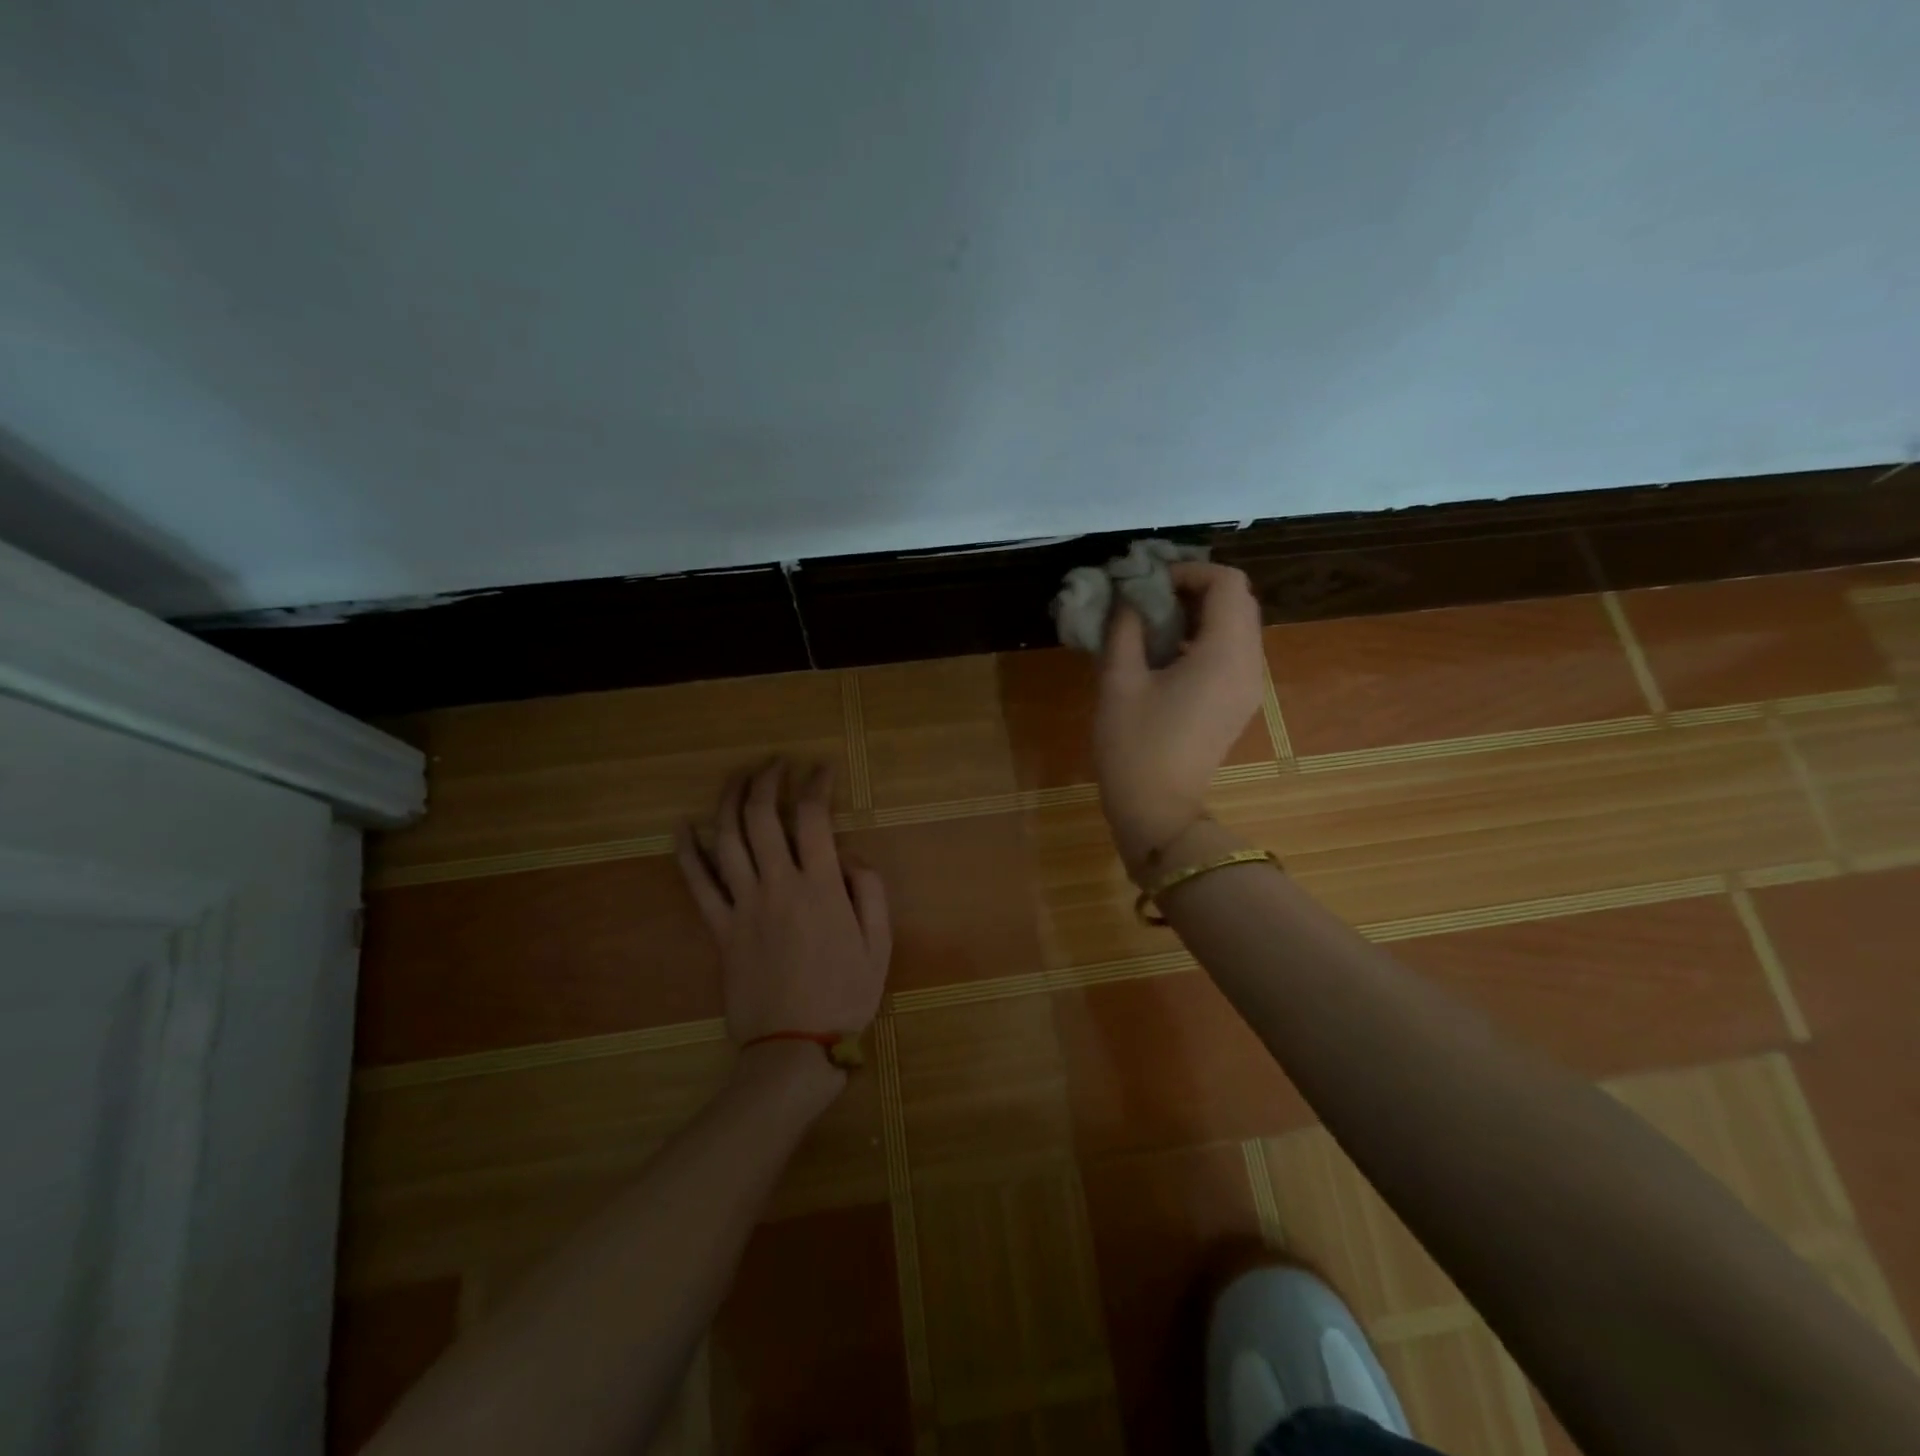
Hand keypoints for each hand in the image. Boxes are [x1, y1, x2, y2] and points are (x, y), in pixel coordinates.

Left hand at [675, 760, 892, 1057]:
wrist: (794, 1048)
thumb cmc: (845, 996)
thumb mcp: (880, 944)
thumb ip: (869, 891)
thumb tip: (849, 855)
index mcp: (820, 887)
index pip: (813, 817)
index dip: (816, 784)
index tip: (820, 769)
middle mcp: (777, 885)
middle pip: (763, 817)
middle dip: (768, 780)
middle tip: (775, 764)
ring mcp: (742, 906)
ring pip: (727, 839)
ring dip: (729, 801)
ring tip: (738, 778)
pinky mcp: (719, 929)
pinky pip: (697, 884)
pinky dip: (687, 852)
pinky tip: (683, 827)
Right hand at [1094, 561, 1265, 877]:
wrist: (1157, 809)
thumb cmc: (1134, 745)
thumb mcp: (1119, 680)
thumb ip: (1125, 626)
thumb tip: (1129, 594)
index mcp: (1225, 653)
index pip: (1227, 583)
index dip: (1188, 570)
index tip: (1147, 582)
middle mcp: (1249, 663)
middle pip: (1238, 600)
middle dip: (1194, 588)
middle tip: (1148, 597)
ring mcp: (1249, 686)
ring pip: (1237, 625)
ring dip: (1199, 612)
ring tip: (1152, 622)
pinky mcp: (1239, 703)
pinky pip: (1232, 651)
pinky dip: (1204, 637)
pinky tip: (1166, 653)